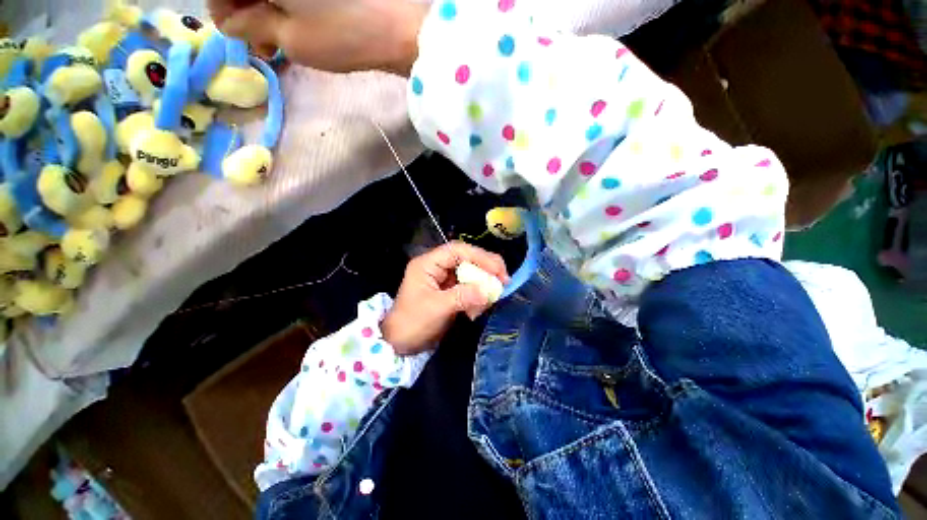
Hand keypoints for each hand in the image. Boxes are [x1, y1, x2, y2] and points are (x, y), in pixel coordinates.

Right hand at [208, 0, 426, 75]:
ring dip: (265, 6)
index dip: (222, 8)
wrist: (396, 29)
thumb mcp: (290, 38)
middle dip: (244, 8)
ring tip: (276, 37)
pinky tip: (292, 22)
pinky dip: (285, 2)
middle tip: (258, 39)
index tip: (235, 32)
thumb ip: (252, 26)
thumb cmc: (341, 35)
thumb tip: (233, 23)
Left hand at [381, 242, 508, 355]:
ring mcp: (443, 279)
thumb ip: (463, 296)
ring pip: (470, 273)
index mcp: (428, 264)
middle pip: (466, 259)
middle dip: (486, 269)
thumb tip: (488, 291)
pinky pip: (468, 288)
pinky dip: (476, 297)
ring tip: (491, 299)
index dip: (480, 256)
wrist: (399, 344)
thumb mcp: (437, 308)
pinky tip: (477, 311)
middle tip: (504, 280)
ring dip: (482, 285)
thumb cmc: (412, 323)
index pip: (457, 250)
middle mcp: (436, 267)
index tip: (498, 270)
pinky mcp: (449, 291)